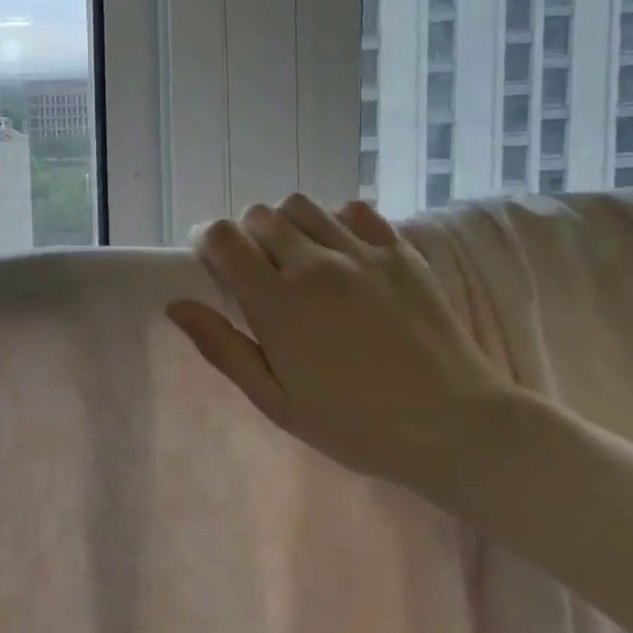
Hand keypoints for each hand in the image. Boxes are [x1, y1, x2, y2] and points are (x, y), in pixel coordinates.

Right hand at [168, 195, 519, 495]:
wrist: (456, 427)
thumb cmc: (355, 424)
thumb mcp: (276, 401)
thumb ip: (223, 348)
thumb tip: (176, 305)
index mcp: (277, 303)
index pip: (223, 237)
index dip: (208, 243)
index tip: (213, 265)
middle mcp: (314, 265)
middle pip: (258, 214)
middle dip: (246, 236)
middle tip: (258, 271)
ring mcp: (361, 253)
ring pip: (301, 205)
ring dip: (287, 224)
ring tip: (299, 258)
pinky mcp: (400, 251)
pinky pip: (353, 209)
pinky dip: (336, 221)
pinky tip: (342, 254)